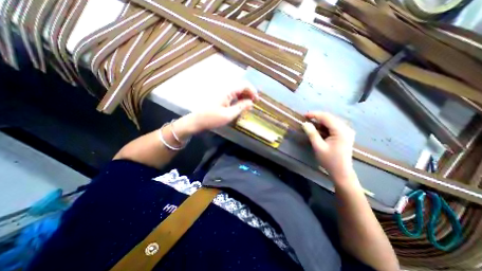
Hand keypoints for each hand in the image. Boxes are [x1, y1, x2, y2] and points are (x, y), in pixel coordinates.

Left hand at [173, 83, 255, 138]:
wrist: (197, 120)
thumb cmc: (212, 118)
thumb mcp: (229, 115)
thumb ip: (241, 107)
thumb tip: (251, 102)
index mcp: (227, 91)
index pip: (244, 85)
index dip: (252, 91)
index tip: (257, 100)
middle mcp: (225, 88)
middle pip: (240, 86)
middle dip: (249, 94)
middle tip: (252, 104)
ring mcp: (221, 92)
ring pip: (236, 90)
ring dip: (243, 96)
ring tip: (247, 106)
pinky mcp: (219, 96)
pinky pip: (231, 94)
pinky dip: (237, 98)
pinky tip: (238, 105)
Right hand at [303, 111, 354, 184]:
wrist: (341, 172)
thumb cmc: (329, 160)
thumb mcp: (318, 147)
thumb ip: (312, 134)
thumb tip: (304, 123)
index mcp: (341, 131)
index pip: (326, 117)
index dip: (314, 115)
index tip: (304, 115)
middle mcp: (346, 128)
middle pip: (330, 118)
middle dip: (317, 117)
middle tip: (306, 120)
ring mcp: (347, 131)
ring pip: (331, 121)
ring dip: (320, 122)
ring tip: (310, 125)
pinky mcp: (345, 134)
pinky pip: (333, 126)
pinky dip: (324, 126)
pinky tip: (319, 129)